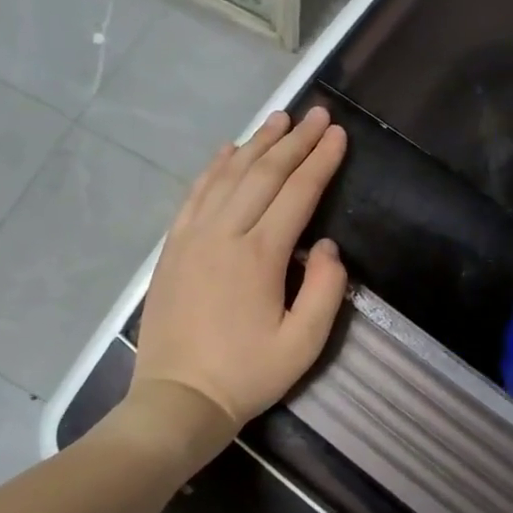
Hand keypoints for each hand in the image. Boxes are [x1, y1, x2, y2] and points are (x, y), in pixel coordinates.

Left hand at [131, 106, 348, 438]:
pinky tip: (227, 150)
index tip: (339, 134)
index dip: (321, 161)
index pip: (298, 193)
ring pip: (229, 176)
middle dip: (295, 141)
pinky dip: (214, 168)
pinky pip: (195, 194)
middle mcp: (225, 234)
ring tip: (279, 119)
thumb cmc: (247, 375)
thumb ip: (325, 289)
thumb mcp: (303, 344)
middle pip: (264, 174)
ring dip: (256, 144)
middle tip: (317, 114)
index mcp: (260, 256)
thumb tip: (326, 245)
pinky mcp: (173, 247)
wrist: (177, 399)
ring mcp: (193, 237)